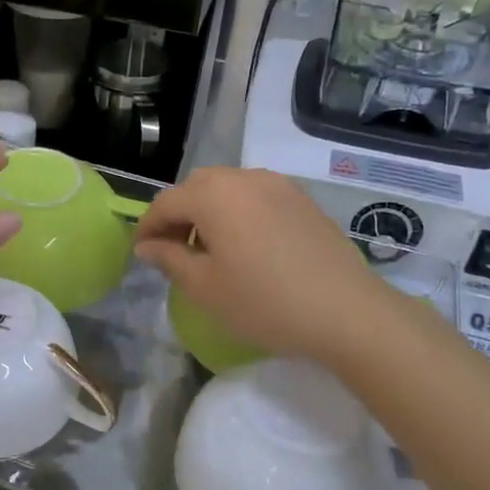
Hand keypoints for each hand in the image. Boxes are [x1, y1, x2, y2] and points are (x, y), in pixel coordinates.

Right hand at [134, 167, 419, 366]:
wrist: (346, 311)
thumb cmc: (265, 302)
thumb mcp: (205, 288)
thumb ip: (169, 259)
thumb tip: (147, 246)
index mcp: (213, 195)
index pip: (166, 202)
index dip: (148, 226)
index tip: (142, 252)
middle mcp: (243, 178)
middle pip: (197, 187)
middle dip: (179, 214)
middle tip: (175, 251)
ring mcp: (278, 185)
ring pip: (228, 187)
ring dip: (210, 210)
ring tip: (213, 250)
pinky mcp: (302, 199)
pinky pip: (256, 195)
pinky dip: (239, 211)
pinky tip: (248, 246)